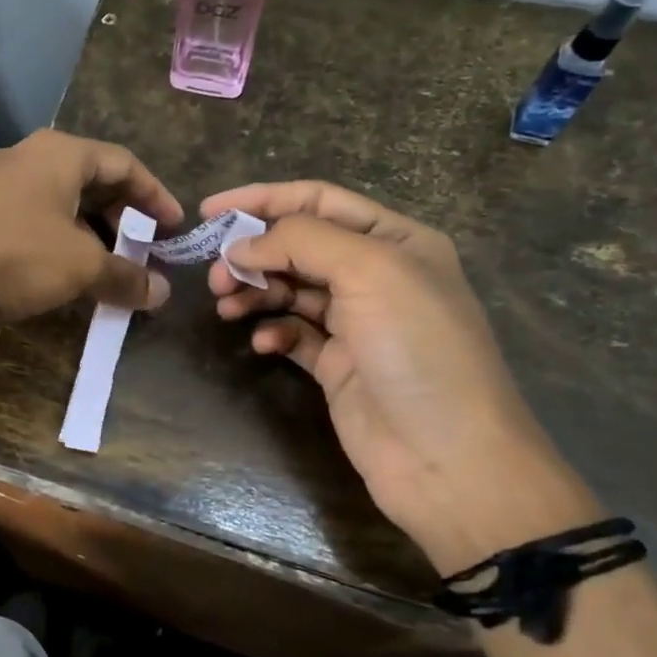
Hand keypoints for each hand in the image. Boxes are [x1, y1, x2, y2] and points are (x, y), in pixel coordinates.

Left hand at [0, 129, 181, 331]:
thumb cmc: (13, 255)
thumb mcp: (80, 267)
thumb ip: (126, 276)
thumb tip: (162, 292)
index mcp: (59, 154)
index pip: (123, 163)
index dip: (154, 195)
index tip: (174, 226)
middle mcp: (24, 158)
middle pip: (88, 179)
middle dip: (118, 214)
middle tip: (139, 246)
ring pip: (54, 201)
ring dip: (84, 232)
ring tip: (101, 265)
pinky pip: (25, 219)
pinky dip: (51, 241)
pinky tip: (53, 272)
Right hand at [205, 181, 600, 571]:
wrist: (448, 457)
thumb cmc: (417, 349)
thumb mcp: (369, 272)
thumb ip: (301, 241)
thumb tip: (241, 245)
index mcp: (395, 240)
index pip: (318, 201)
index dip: (262, 200)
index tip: (209, 210)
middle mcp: (376, 275)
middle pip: (297, 246)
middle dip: (253, 253)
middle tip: (216, 275)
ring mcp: (356, 322)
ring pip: (289, 290)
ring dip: (255, 291)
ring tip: (226, 306)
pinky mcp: (337, 364)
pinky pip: (293, 333)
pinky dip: (273, 332)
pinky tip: (263, 344)